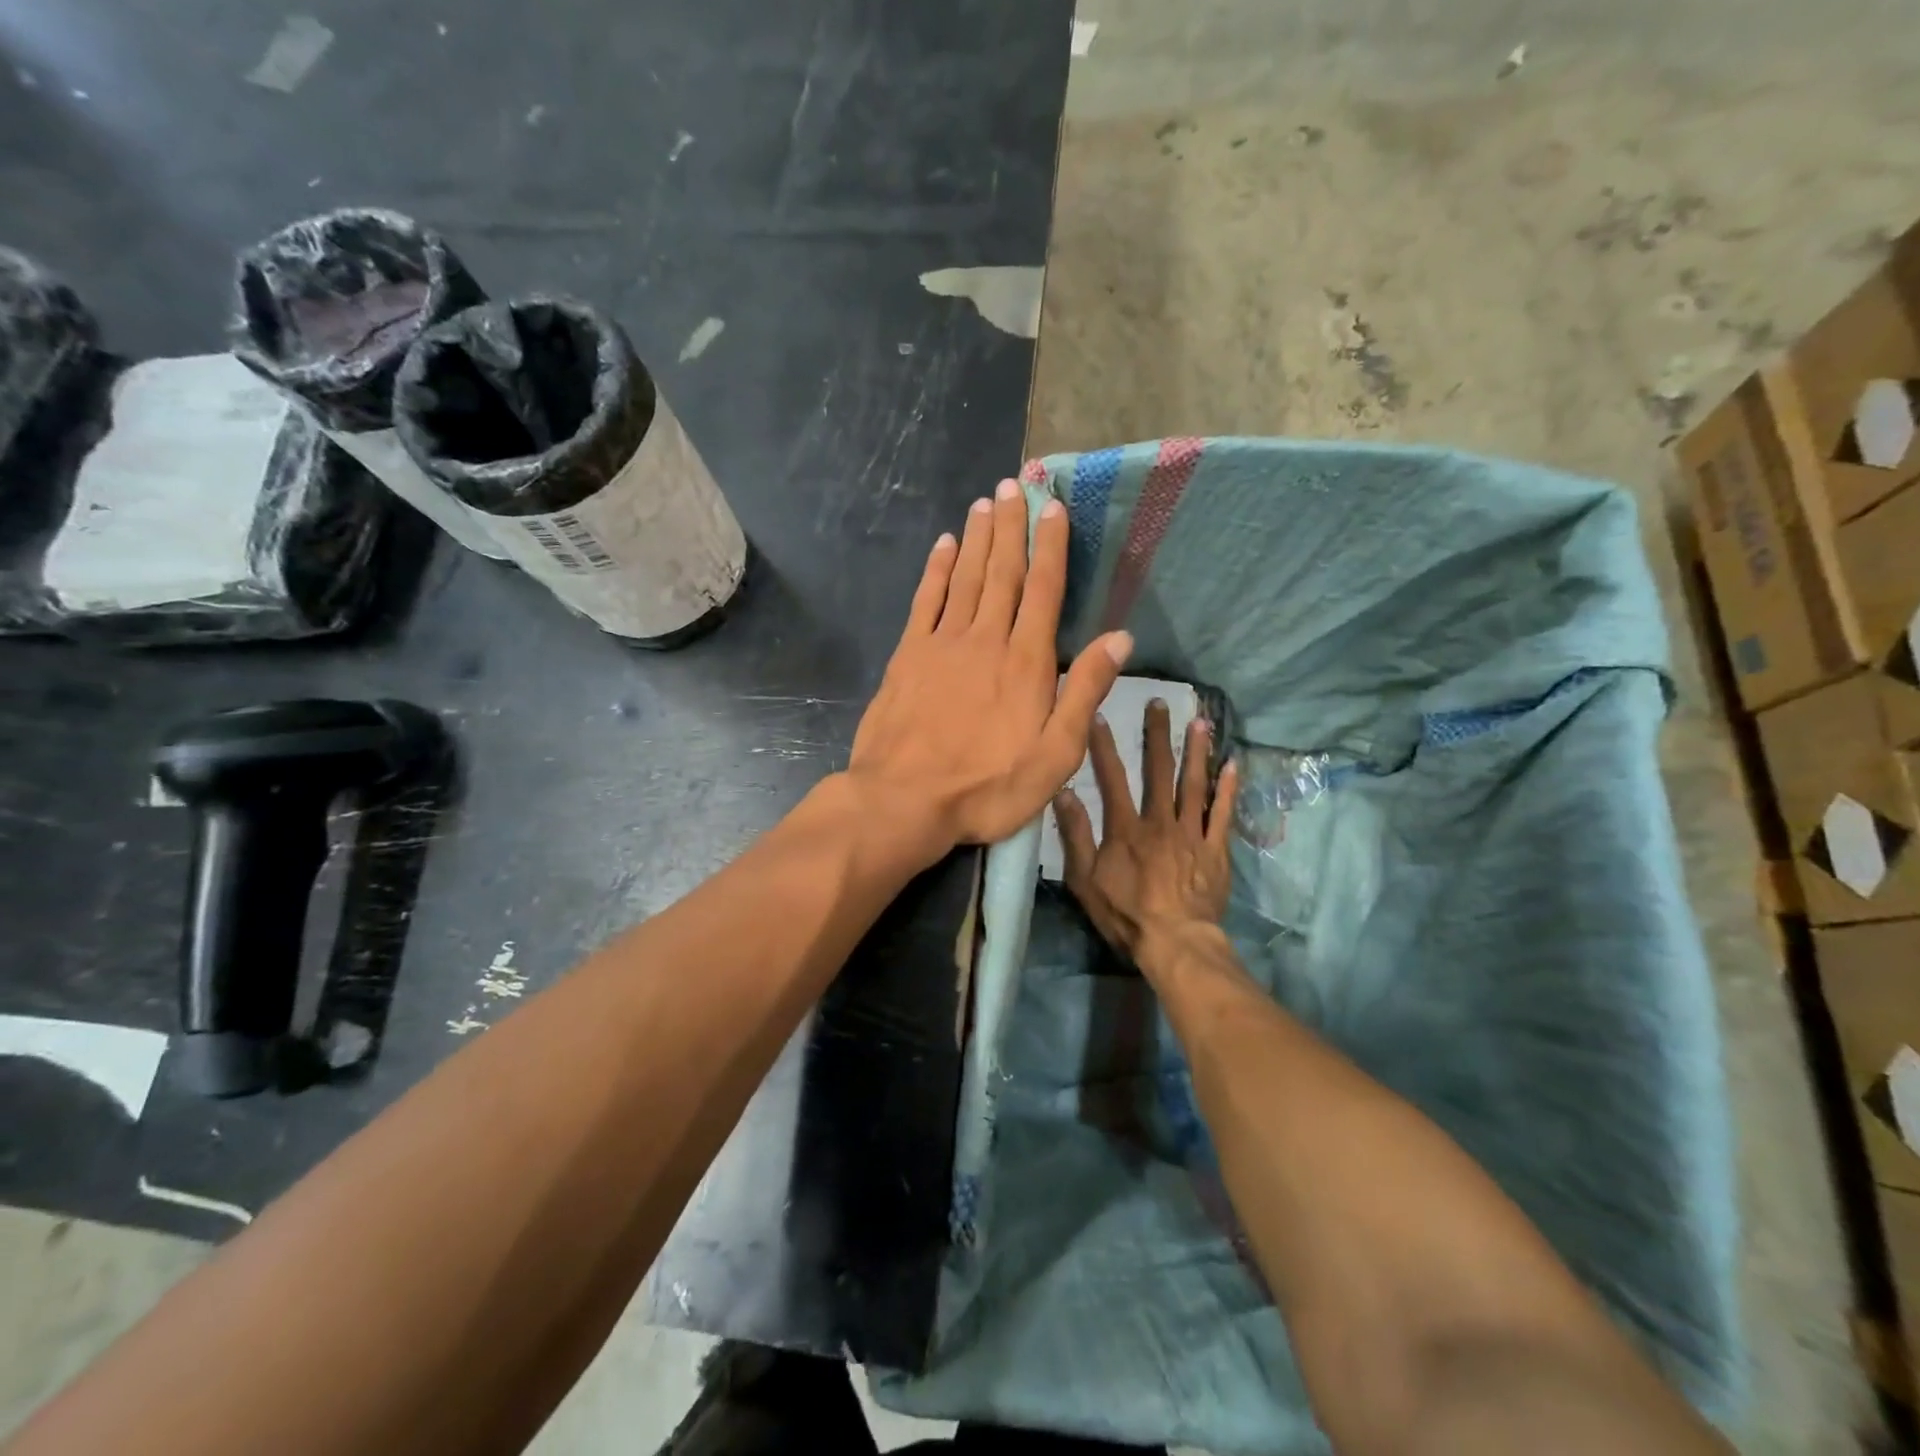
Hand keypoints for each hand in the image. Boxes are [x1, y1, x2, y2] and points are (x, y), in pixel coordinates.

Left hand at [846, 477, 1132, 858]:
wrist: (904, 800)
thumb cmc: (988, 787)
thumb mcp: (1056, 754)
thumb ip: (1086, 692)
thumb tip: (1120, 638)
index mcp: (1026, 661)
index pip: (1044, 590)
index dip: (1051, 546)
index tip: (1053, 507)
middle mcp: (985, 638)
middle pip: (1002, 572)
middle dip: (1011, 526)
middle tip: (1014, 485)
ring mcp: (942, 644)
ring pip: (964, 577)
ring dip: (976, 538)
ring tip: (985, 503)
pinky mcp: (908, 656)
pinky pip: (925, 600)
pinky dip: (935, 570)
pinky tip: (942, 546)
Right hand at [1055, 700, 1238, 957]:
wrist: (1175, 942)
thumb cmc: (1125, 914)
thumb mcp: (1085, 879)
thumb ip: (1075, 835)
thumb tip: (1062, 792)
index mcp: (1126, 828)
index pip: (1112, 778)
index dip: (1105, 746)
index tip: (1101, 714)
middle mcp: (1160, 821)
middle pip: (1159, 771)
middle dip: (1157, 735)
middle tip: (1160, 703)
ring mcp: (1191, 833)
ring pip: (1194, 784)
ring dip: (1196, 751)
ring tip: (1200, 721)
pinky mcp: (1215, 849)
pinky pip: (1223, 814)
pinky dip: (1228, 789)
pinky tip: (1233, 764)